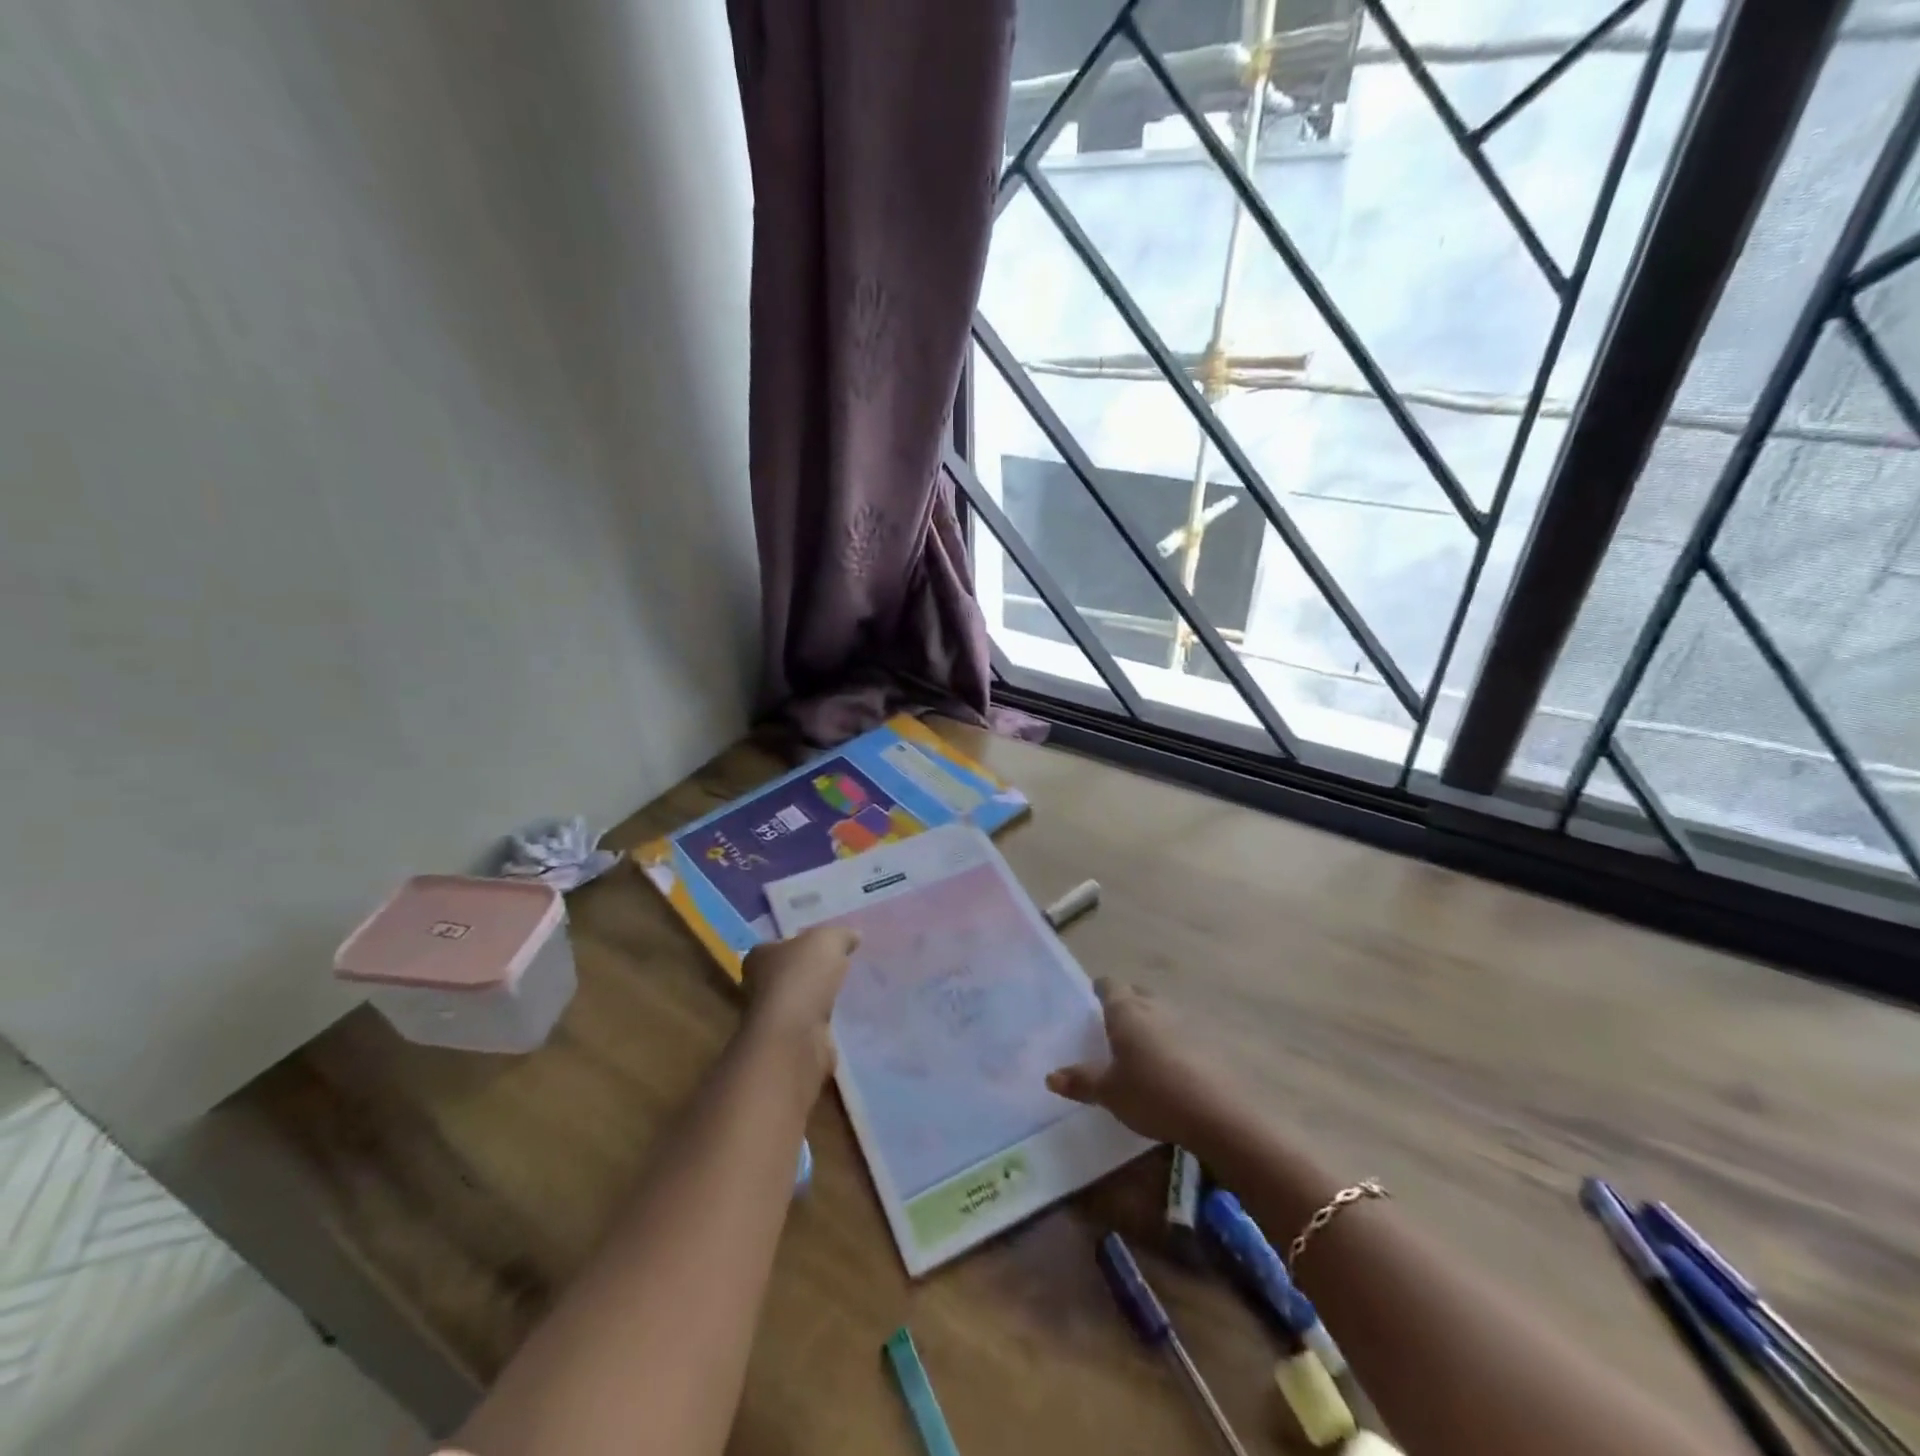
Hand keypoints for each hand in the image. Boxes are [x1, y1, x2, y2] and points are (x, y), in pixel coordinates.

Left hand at [740, 926, 858, 1083]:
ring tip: (846, 993)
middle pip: (785, 974)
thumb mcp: (827, 941)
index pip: (777, 945)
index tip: (823, 947)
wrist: (794, 1037)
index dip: (799, 944)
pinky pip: (808, 1027)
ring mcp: (771, 1018)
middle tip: (839, 968)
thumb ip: (841, 936)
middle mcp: (757, 987)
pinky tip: (842, 1019)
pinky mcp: (788, 1044)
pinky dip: (822, 1024)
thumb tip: (854, 936)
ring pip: (797, 1002)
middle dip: (808, 973)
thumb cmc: (801, 978)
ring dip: (816, 1001)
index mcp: (759, 957)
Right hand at [1047, 980, 1237, 1146]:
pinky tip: (1169, 1067)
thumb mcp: (1109, 1092)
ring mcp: (1185, 1022)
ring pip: (1161, 1012)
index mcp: (1126, 1011)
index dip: (1099, 990)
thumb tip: (1050, 1076)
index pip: (1109, 985)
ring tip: (1140, 1048)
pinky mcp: (1208, 1043)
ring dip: (1150, 1023)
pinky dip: (1172, 1042)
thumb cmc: (1152, 1093)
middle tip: (1113, 1026)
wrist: (1217, 1112)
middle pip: (1137, 994)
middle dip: (1125, 1004)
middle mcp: (1155, 1007)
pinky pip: (1182, 1033)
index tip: (1092, 1001)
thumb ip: (1081, 1081)